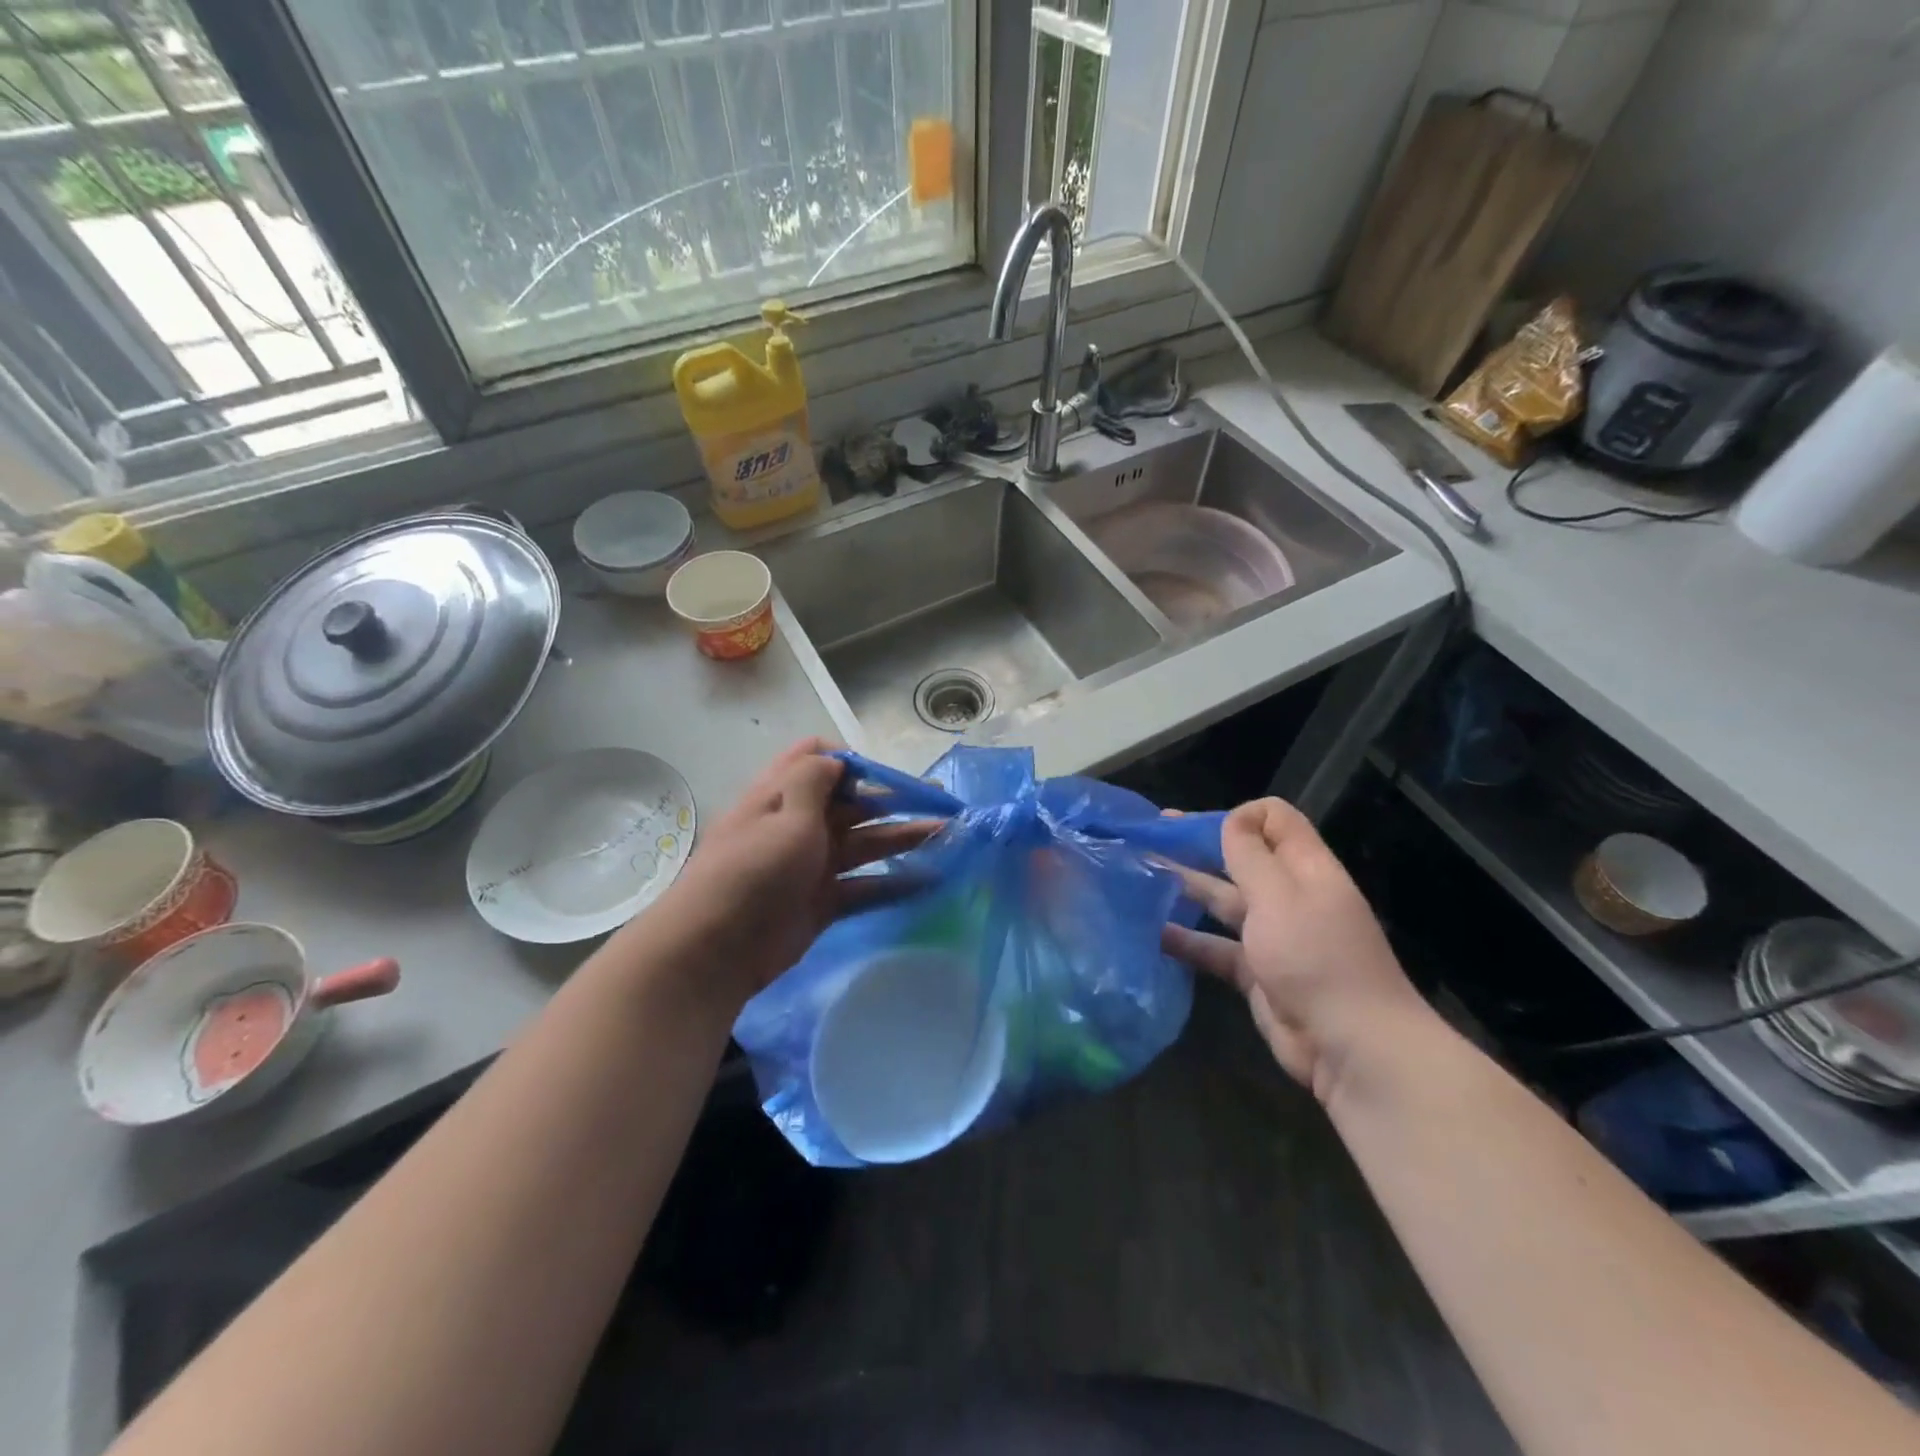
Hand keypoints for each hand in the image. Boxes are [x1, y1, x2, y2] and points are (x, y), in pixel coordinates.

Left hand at [641, 739, 936, 1009]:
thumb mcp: (785, 816)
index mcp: (783, 795)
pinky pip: (864, 887)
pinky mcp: (822, 903)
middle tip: (940, 803)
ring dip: (903, 838)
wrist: (715, 950)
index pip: (817, 761)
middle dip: (894, 800)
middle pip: (853, 804)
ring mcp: (812, 866)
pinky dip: (894, 883)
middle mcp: (799, 825)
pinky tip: (929, 881)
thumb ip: (814, 782)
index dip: (852, 761)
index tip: (887, 774)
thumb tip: (836, 758)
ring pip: (865, 844)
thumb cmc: (752, 871)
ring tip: (946, 836)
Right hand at [1161, 798, 1426, 1101]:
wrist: (1352, 1047)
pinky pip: (1216, 947)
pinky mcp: (1257, 973)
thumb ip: (1250, 855)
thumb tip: (1232, 819)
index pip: (1275, 819)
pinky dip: (1188, 939)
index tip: (1199, 828)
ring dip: (1186, 888)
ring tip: (1141, 878)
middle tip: (1150, 837)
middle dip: (1199, 845)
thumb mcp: (1279, 896)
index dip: (1239, 816)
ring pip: (1224, 900)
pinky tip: (1154, 934)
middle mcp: (1289, 895)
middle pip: (1242, 857)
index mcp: (1306, 867)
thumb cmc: (1316, 958)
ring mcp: (1273, 935)